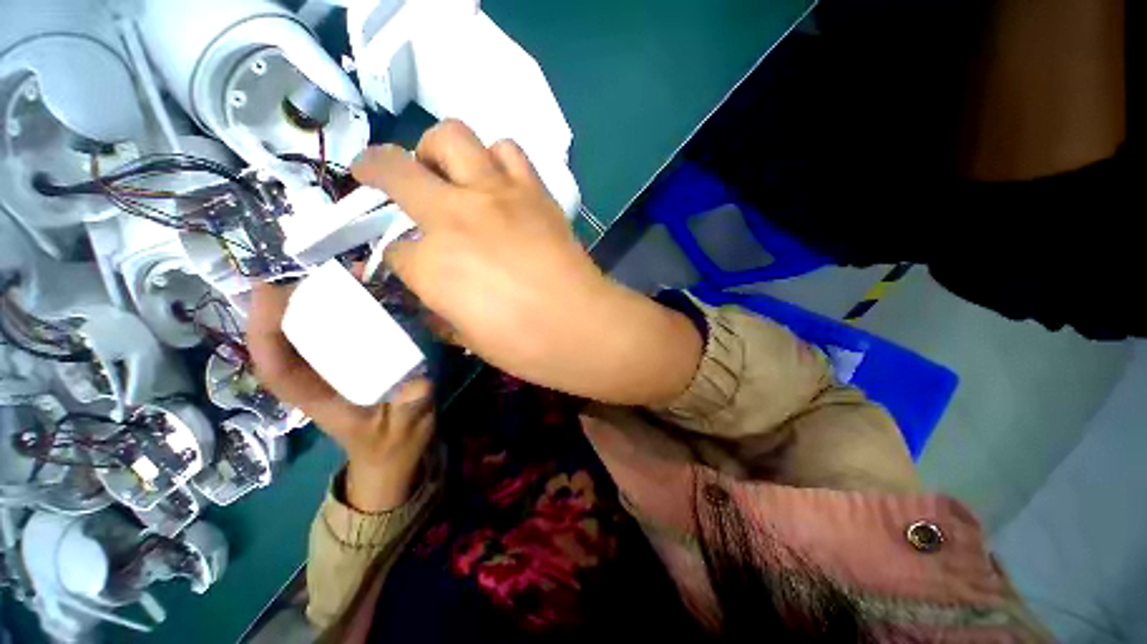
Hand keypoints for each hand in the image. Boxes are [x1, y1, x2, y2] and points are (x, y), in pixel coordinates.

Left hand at [247, 283, 434, 511]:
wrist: (394, 453)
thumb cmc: (394, 444)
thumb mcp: (405, 429)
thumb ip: (410, 408)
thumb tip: (417, 381)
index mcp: (317, 398)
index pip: (275, 365)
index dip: (266, 330)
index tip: (272, 291)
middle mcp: (316, 378)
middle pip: (285, 338)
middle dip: (294, 302)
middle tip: (328, 275)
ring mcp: (332, 368)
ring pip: (309, 331)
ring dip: (321, 300)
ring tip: (349, 277)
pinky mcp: (351, 361)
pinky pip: (336, 331)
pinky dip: (344, 309)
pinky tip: (365, 294)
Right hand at [351, 120, 702, 404]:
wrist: (583, 327)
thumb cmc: (523, 345)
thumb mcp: (465, 336)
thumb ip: (438, 304)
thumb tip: (431, 286)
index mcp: (431, 264)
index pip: (394, 248)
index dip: (398, 257)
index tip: (410, 263)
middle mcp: (455, 216)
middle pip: (396, 169)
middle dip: (377, 169)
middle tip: (381, 177)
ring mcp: (498, 194)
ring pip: (452, 137)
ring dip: (440, 153)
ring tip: (449, 176)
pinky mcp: (535, 191)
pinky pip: (508, 151)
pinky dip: (494, 159)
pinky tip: (497, 182)